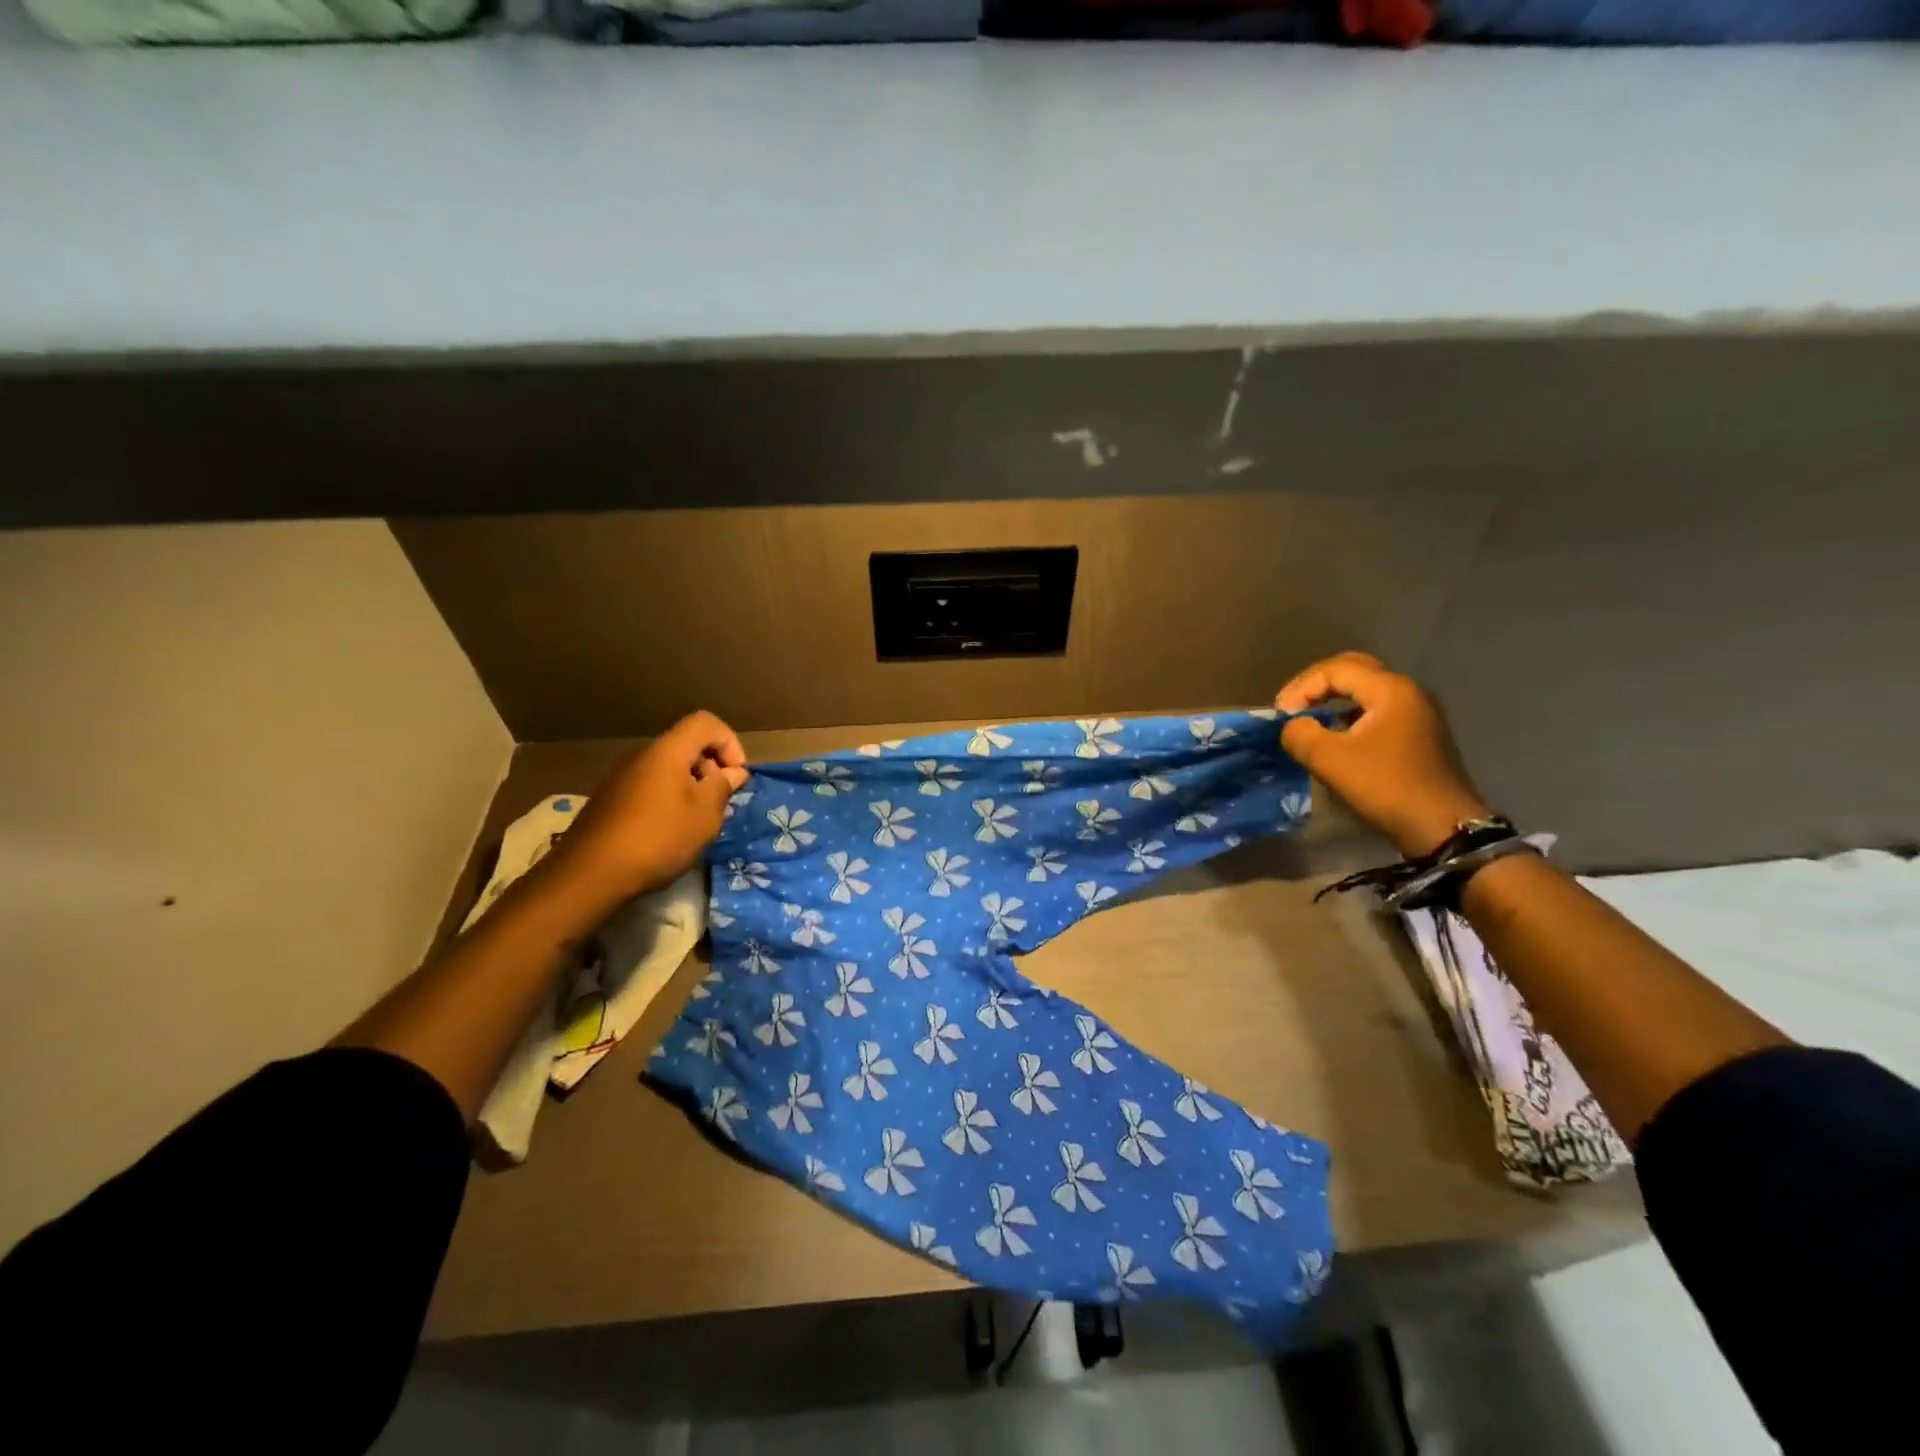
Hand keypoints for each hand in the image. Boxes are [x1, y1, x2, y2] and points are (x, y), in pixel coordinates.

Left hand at [552, 710, 749, 900]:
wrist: (589, 874)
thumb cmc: (658, 838)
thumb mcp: (705, 815)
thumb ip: (722, 786)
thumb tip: (732, 772)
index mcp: (667, 751)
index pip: (705, 722)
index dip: (729, 742)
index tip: (736, 776)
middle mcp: (642, 755)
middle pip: (686, 745)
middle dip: (711, 767)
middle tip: (720, 803)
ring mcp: (621, 777)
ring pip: (668, 768)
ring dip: (691, 786)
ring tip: (697, 822)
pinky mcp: (610, 799)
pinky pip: (650, 786)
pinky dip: (669, 799)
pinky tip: (668, 832)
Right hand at [1275, 652, 1489, 857]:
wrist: (1443, 827)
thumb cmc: (1386, 787)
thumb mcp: (1330, 761)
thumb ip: (1300, 734)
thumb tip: (1294, 725)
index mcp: (1390, 690)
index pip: (1335, 669)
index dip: (1301, 687)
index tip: (1281, 715)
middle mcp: (1407, 691)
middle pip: (1354, 670)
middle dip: (1317, 685)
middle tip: (1292, 705)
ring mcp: (1417, 712)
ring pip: (1366, 690)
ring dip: (1333, 700)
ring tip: (1308, 721)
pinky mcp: (1419, 733)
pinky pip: (1377, 710)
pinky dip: (1350, 715)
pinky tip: (1335, 737)